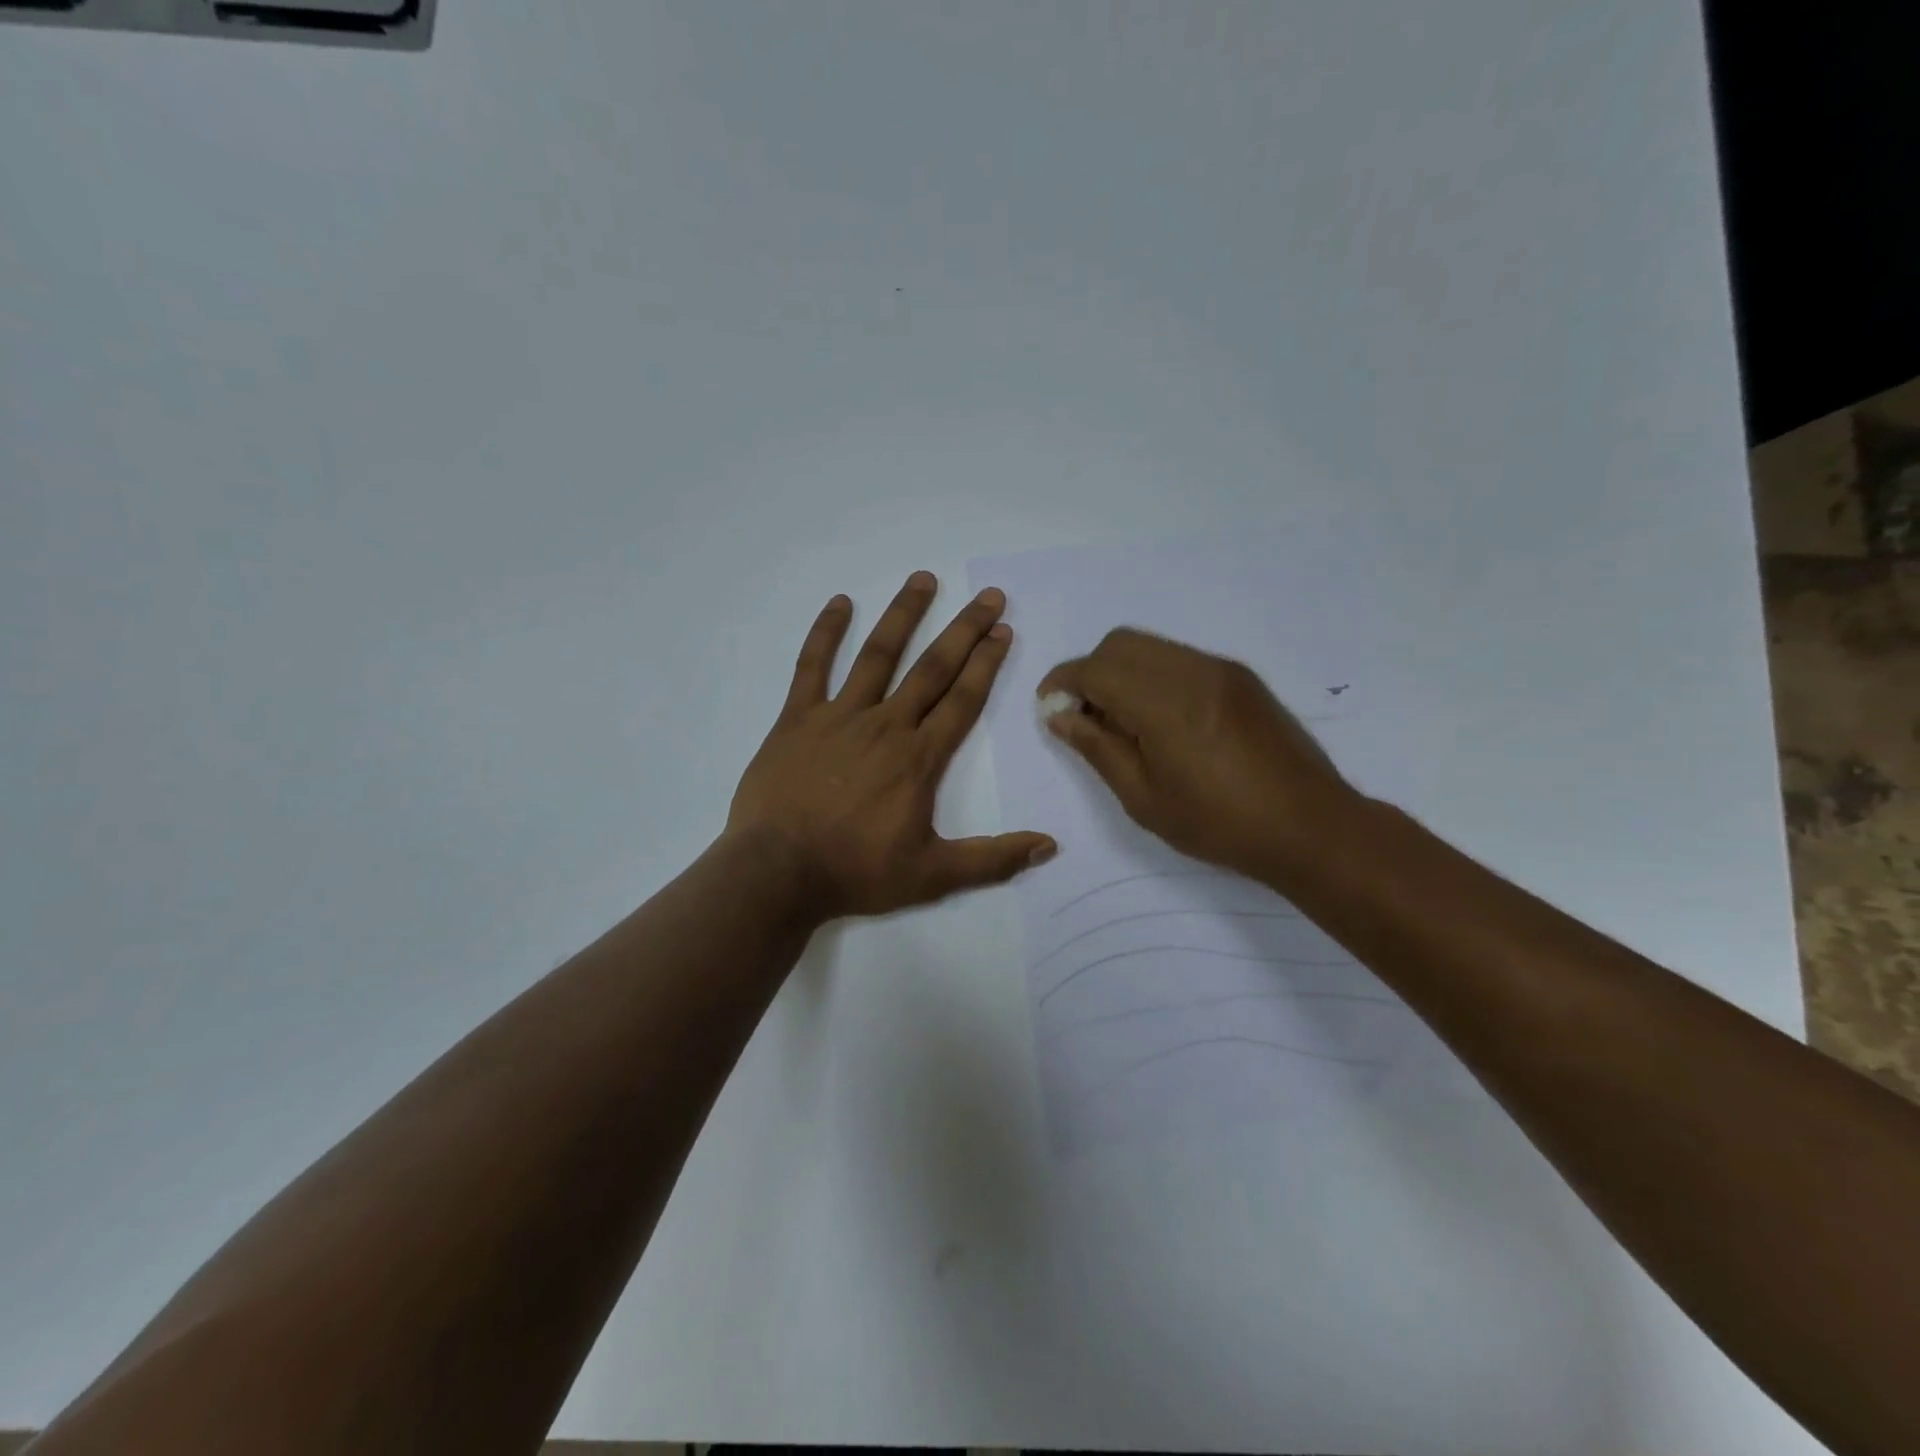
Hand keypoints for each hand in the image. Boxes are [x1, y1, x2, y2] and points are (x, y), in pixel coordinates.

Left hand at [728, 572, 1055, 920]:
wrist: (778, 873)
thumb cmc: (856, 872)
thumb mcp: (933, 875)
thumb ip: (993, 859)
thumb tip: (1049, 846)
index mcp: (919, 758)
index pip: (962, 700)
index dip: (986, 663)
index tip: (1003, 630)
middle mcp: (886, 725)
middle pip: (932, 668)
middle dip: (964, 630)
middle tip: (988, 595)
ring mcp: (839, 716)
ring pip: (878, 655)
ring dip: (903, 615)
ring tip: (924, 579)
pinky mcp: (797, 719)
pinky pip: (812, 666)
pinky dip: (825, 633)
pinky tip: (840, 602)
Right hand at [1037, 628, 1359, 884]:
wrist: (1310, 825)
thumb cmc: (1219, 824)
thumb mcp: (1143, 798)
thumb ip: (1097, 748)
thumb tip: (1059, 716)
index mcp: (1165, 703)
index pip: (1096, 669)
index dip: (1063, 683)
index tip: (1049, 709)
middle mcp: (1192, 671)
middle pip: (1121, 643)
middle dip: (1090, 672)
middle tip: (1086, 719)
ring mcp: (1221, 669)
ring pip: (1151, 647)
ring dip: (1122, 672)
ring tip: (1122, 723)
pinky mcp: (1240, 677)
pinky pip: (1179, 659)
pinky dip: (1152, 676)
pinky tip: (1159, 721)